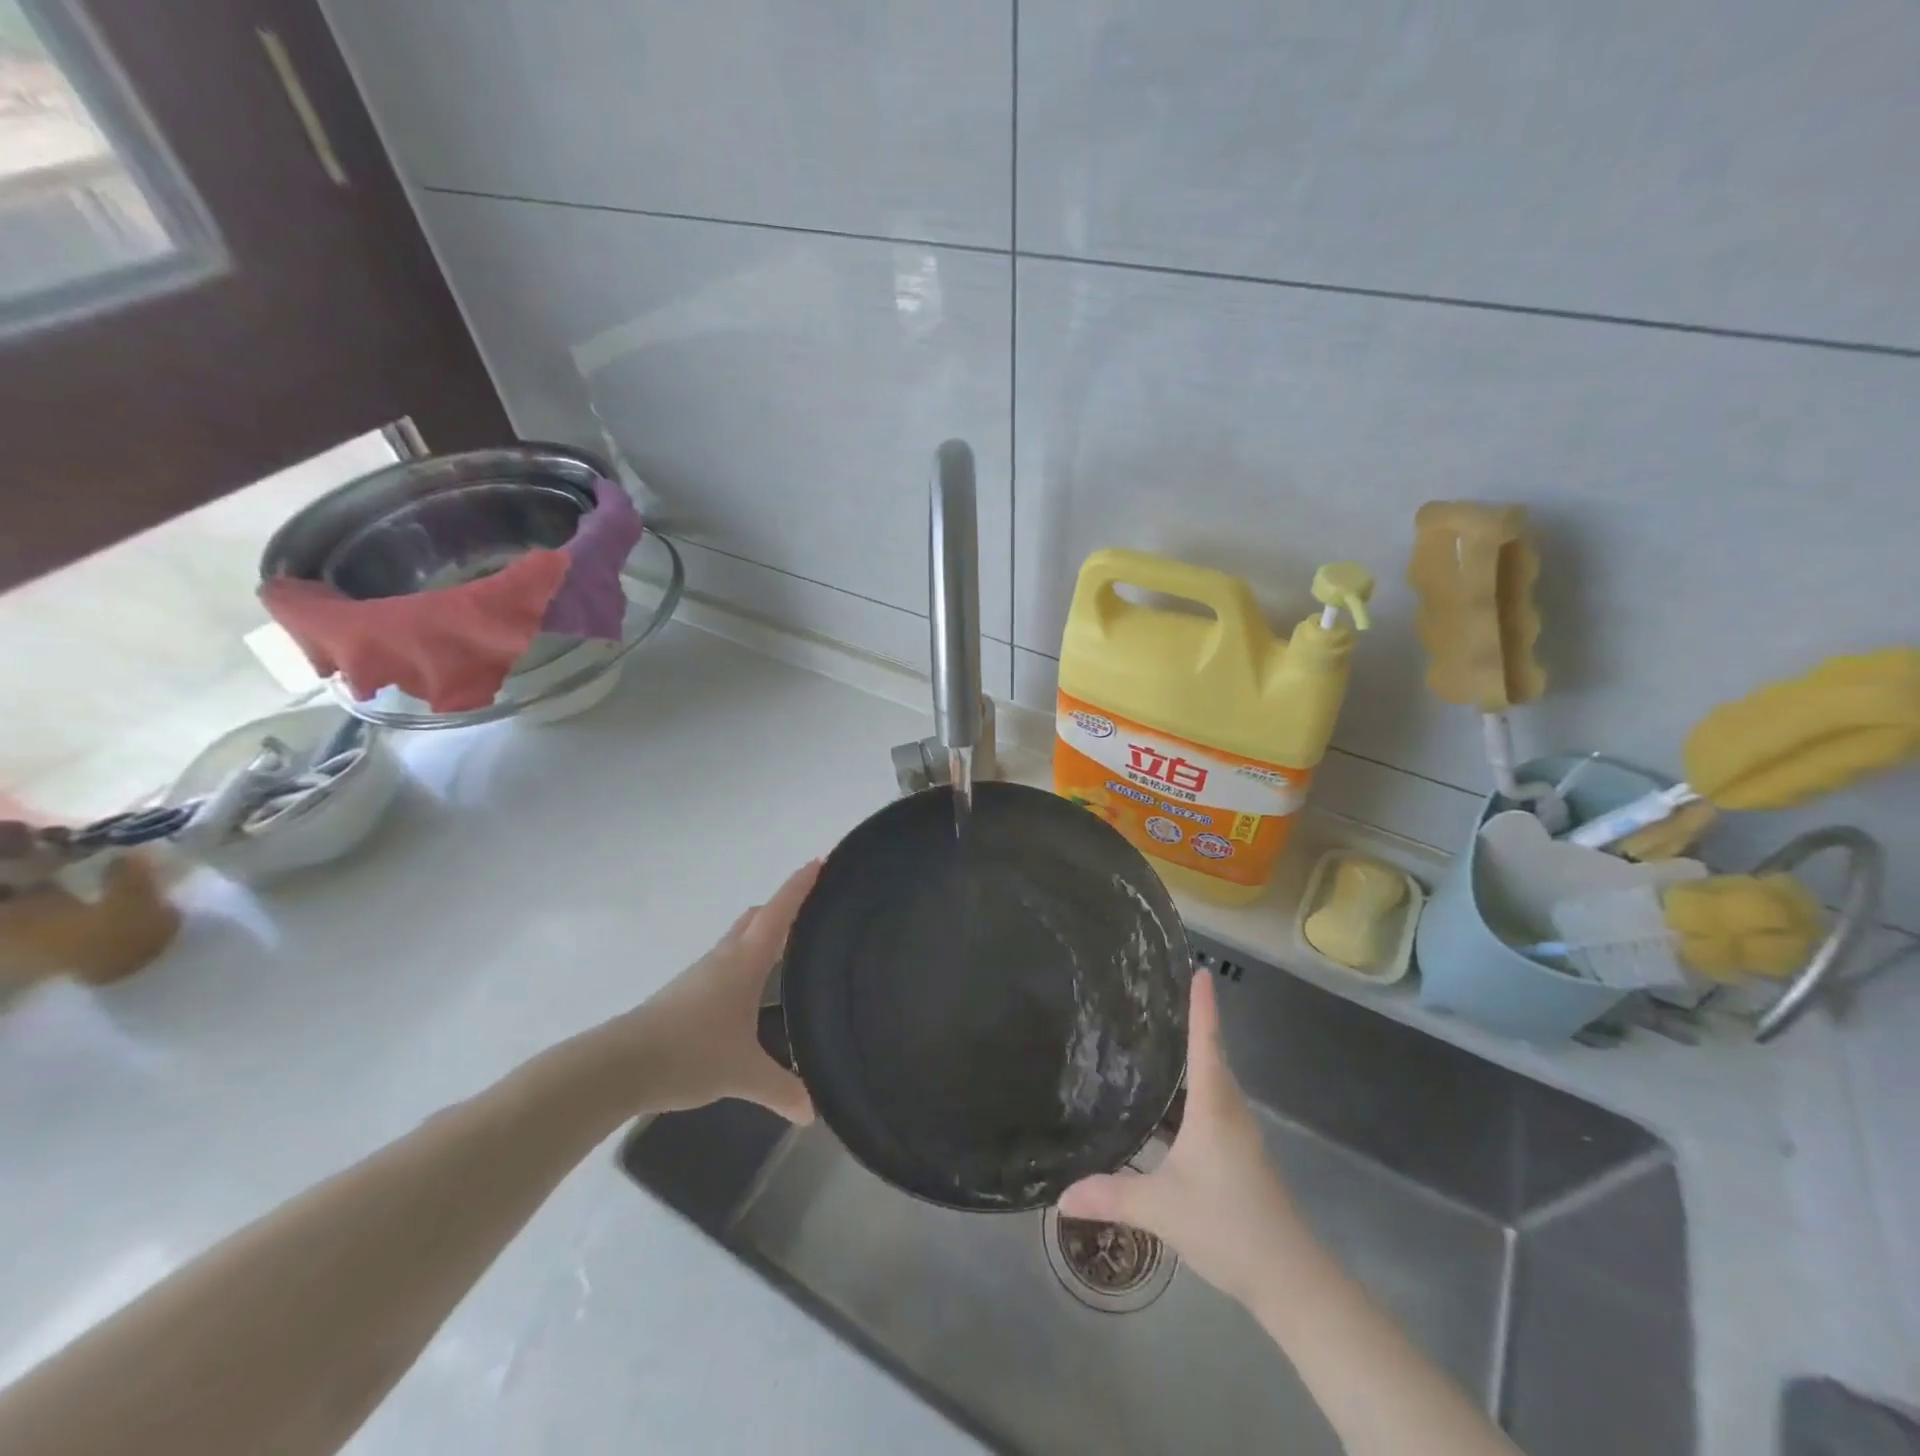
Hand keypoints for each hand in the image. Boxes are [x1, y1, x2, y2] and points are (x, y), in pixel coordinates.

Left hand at [618, 860, 819, 1122]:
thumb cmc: (689, 1054)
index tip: (820, 861)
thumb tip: (814, 1113)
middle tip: (815, 910)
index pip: (779, 912)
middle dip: (784, 906)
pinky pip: (727, 963)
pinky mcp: (686, 993)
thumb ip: (782, 1091)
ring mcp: (702, 974)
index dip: (800, 885)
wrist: (619, 1067)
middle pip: (758, 917)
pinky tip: (754, 991)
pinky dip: (747, 961)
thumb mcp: (743, 1075)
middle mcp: (724, 958)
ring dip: (764, 935)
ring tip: (792, 951)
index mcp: (745, 962)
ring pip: (740, 940)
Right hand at [1059, 969, 1305, 1307]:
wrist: (1291, 1279)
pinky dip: (1187, 1095)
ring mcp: (1236, 1133)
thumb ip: (1110, 1196)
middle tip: (1152, 998)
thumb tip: (1059, 1197)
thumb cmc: (1228, 1224)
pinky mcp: (1237, 1154)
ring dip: (1187, 1061)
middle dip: (1188, 1023)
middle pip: (1209, 1054)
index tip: (1198, 969)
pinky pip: (1209, 1107)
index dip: (1202, 1004)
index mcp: (1214, 1105)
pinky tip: (1162, 1108)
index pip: (1206, 1040)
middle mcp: (1229, 1109)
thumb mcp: (1161, 1208)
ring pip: (1209, 1084)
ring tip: (1149, 1042)